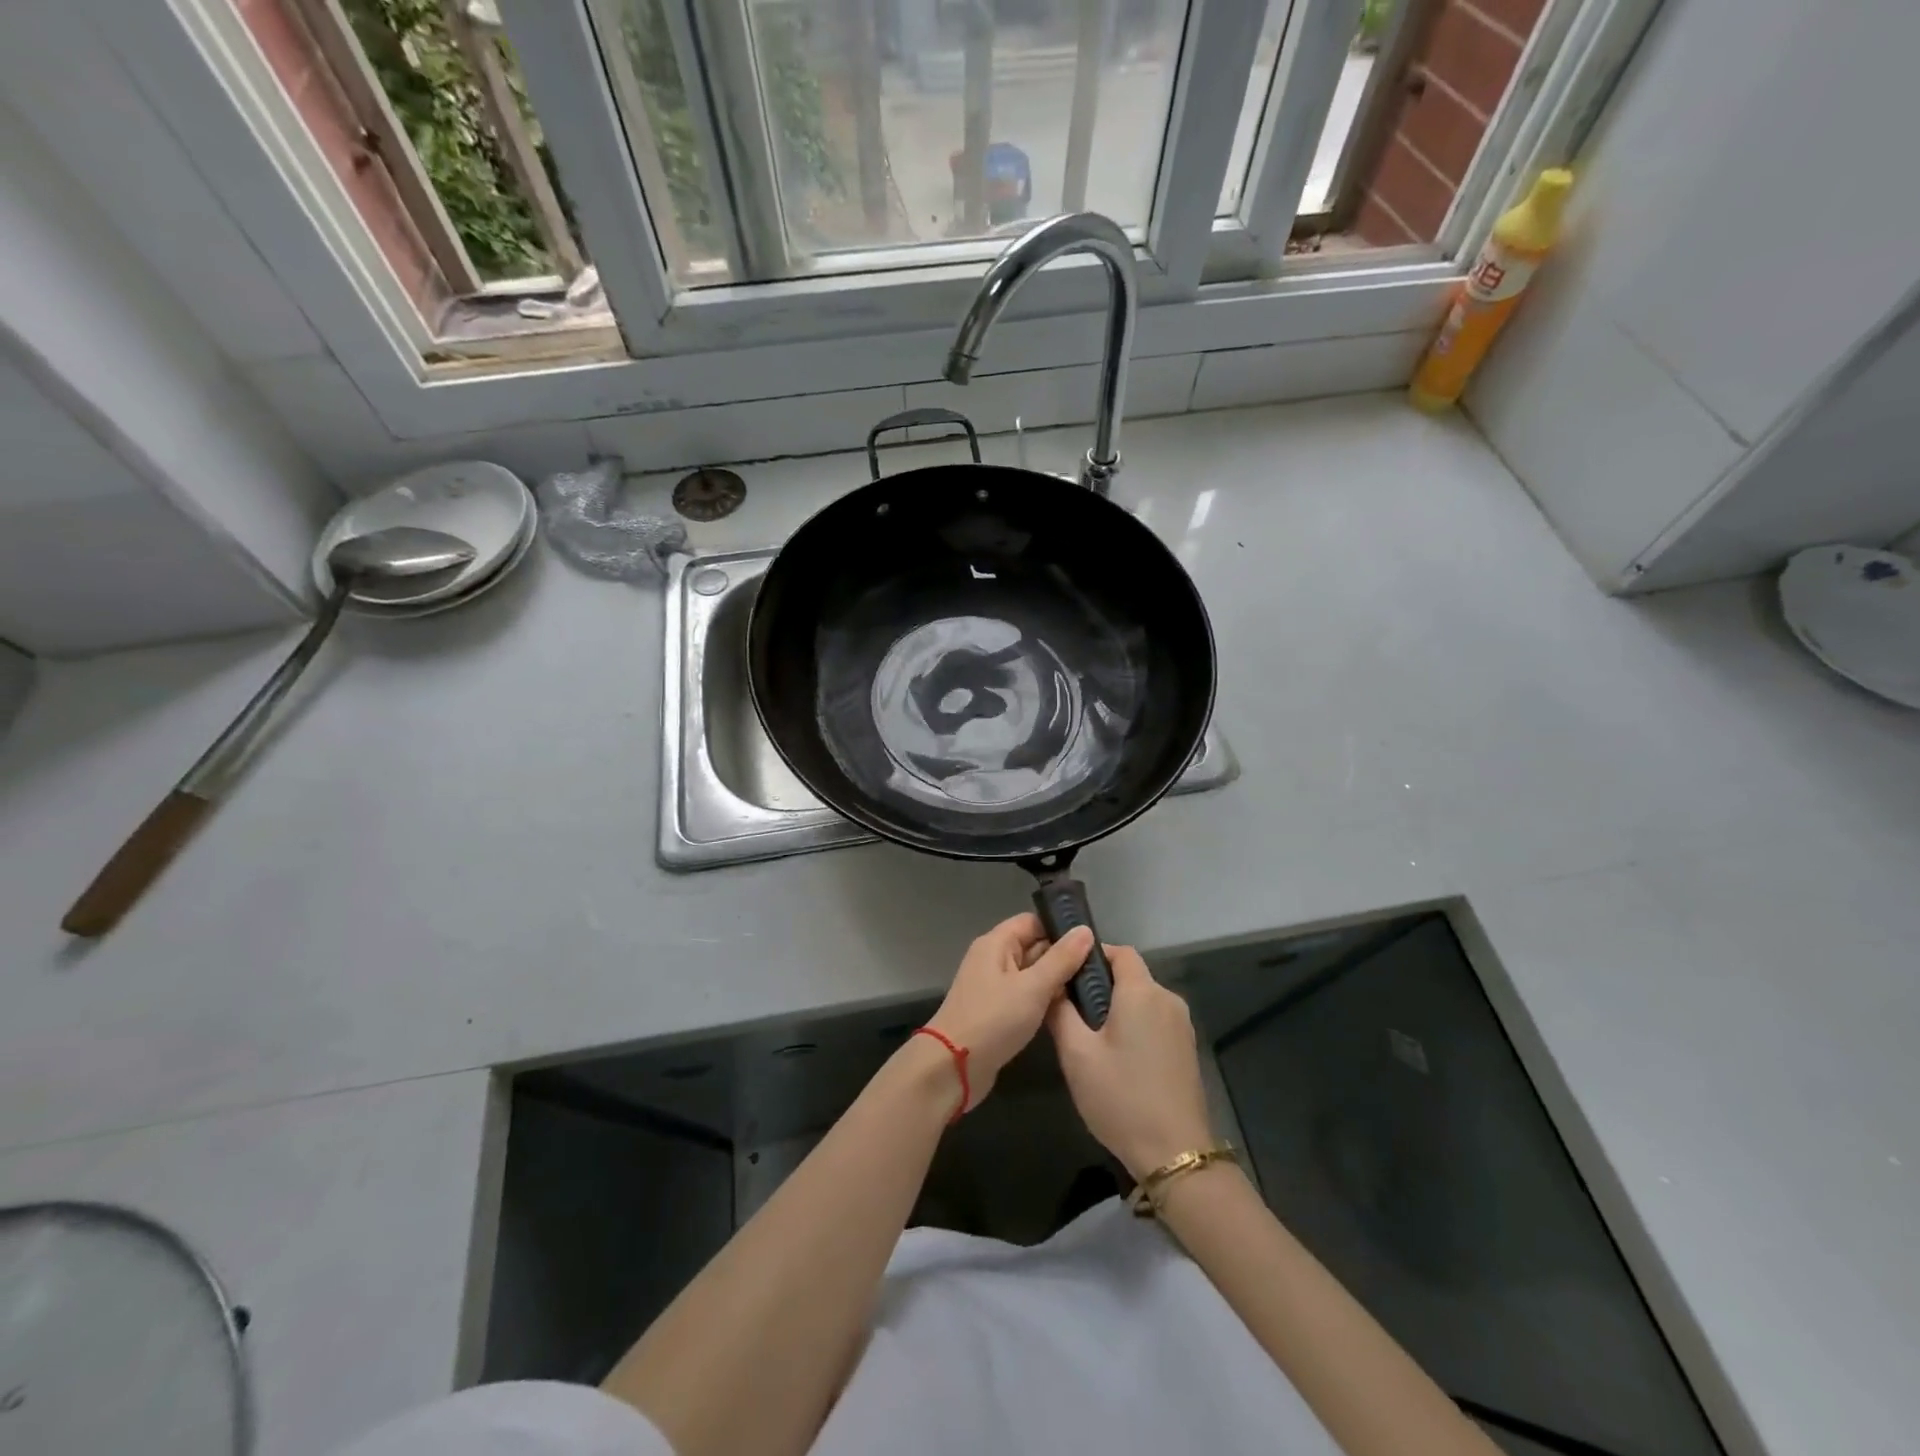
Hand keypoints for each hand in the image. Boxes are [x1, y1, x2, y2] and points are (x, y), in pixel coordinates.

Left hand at [926, 914, 1094, 1109]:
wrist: (952, 1067)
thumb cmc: (993, 1019)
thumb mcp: (1032, 987)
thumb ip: (1060, 959)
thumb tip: (1085, 930)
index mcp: (996, 943)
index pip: (1032, 921)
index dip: (1060, 928)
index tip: (1093, 940)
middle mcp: (993, 958)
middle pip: (1033, 946)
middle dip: (1063, 955)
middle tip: (1099, 967)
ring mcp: (993, 986)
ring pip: (1031, 973)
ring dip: (1056, 980)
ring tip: (1093, 987)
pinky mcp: (996, 1011)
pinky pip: (1025, 995)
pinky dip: (1044, 999)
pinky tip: (1069, 1009)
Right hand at [1048, 945, 1213, 1177]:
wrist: (1175, 1155)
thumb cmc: (1121, 1098)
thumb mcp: (1077, 1055)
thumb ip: (1060, 1012)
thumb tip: (1054, 986)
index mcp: (1142, 992)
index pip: (1120, 951)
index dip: (1092, 955)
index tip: (1067, 975)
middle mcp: (1168, 1000)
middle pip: (1131, 976)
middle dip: (1101, 986)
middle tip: (1071, 1013)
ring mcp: (1182, 1026)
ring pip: (1143, 1000)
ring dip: (1118, 1009)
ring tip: (1090, 1040)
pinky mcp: (1187, 1049)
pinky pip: (1155, 1021)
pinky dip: (1134, 1026)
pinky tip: (1117, 1059)